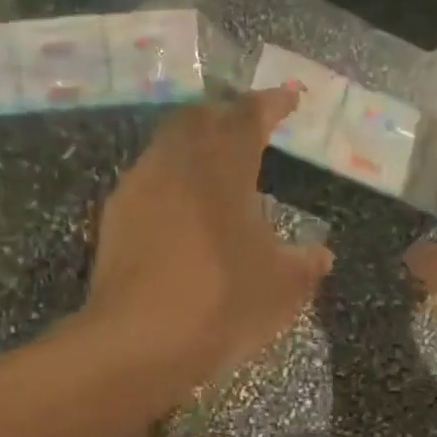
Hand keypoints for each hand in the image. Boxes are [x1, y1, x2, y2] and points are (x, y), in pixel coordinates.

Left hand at [85, 89, 332, 389]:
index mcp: (223, 165)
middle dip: (226, 115)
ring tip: (215, 166)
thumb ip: (305, 264)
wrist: (140, 341)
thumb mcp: (283, 287)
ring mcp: (139, 188)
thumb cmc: (223, 301)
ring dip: (194, 146)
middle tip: (248, 125)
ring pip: (168, 146)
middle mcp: (176, 162)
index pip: (250, 115)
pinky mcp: (115, 219)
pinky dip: (172, 181)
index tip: (289, 96)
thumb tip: (321, 255)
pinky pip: (148, 181)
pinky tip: (182, 210)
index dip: (272, 103)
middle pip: (200, 118)